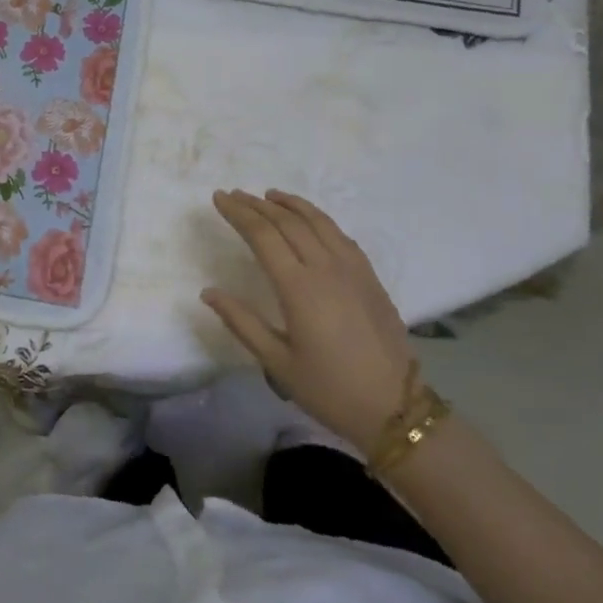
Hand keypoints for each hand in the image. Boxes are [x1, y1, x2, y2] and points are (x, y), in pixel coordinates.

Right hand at [201, 189, 414, 447]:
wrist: (394, 407)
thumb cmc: (328, 388)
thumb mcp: (277, 362)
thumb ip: (242, 322)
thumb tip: (209, 292)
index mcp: (299, 288)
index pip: (263, 236)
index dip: (239, 214)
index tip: (219, 198)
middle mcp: (326, 269)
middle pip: (288, 223)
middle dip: (258, 205)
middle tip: (235, 195)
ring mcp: (353, 270)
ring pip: (318, 222)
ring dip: (291, 205)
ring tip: (269, 195)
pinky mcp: (370, 277)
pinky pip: (341, 235)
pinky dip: (319, 219)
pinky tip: (310, 220)